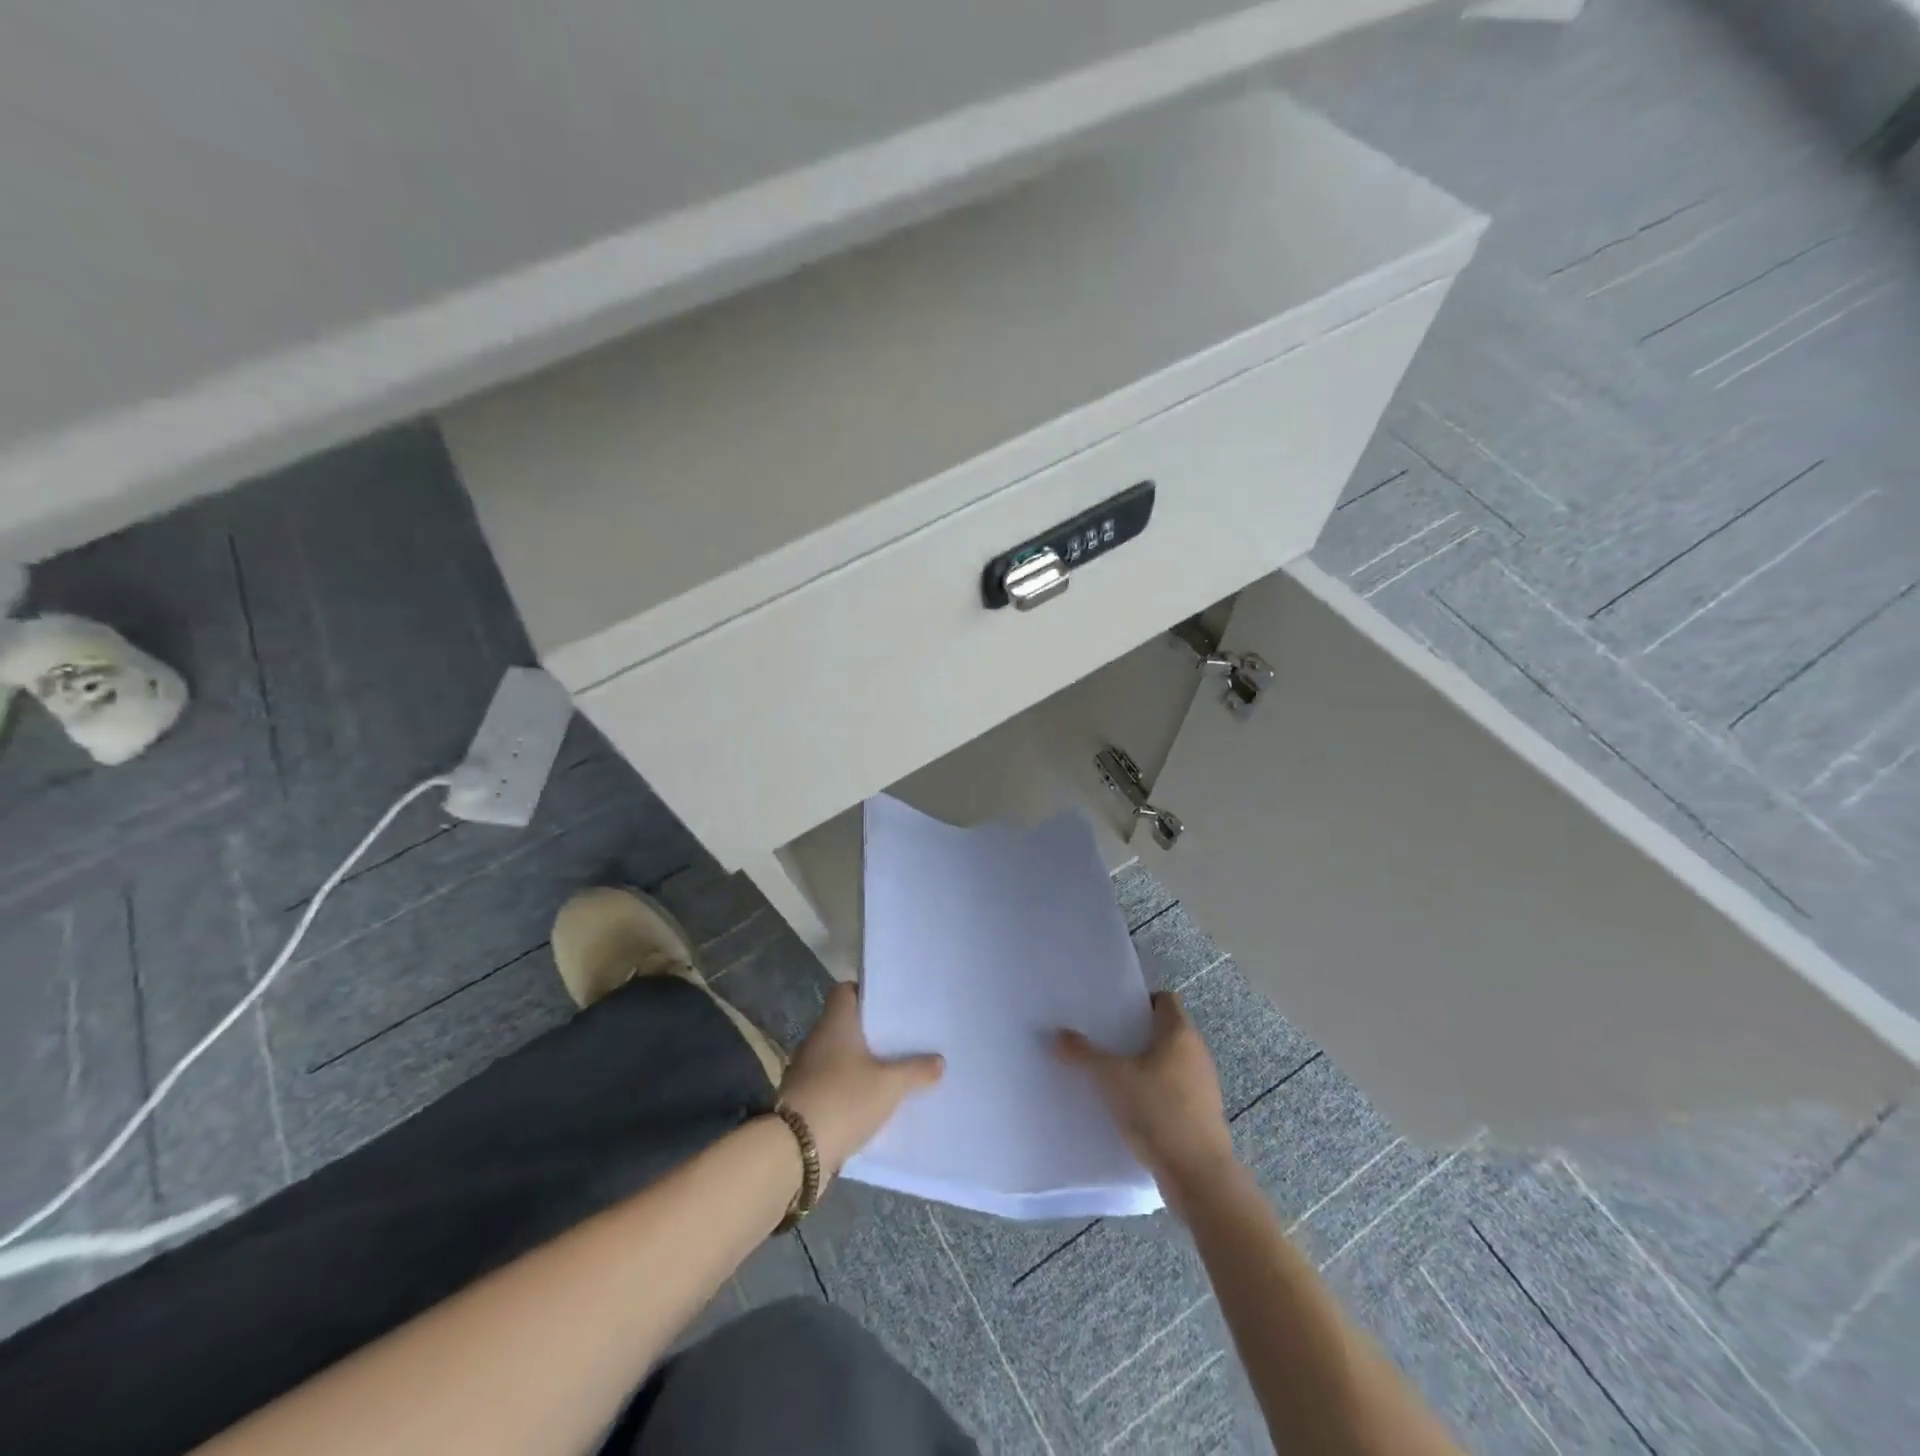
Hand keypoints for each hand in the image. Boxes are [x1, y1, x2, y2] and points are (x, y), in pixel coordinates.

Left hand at [779, 983, 943, 1178]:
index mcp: (835, 1023)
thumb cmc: (844, 1100)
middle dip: (871, 1033)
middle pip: (845, 1025)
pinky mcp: (803, 1100)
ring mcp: (806, 1071)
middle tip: (901, 1039)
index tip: (890, 1005)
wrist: (795, 1151)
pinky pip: (831, 1084)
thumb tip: (939, 1061)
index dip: (866, 993)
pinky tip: (870, 1103)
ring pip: (838, 1057)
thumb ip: (916, 1071)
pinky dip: (848, 1089)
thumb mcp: (889, 1085)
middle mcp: (817, 1040)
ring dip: (859, 1064)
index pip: (845, 991)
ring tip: (891, 1071)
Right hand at [1056, 992, 1238, 1215]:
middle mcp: (1197, 1053)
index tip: (1115, 1012)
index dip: (1141, 1001)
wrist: (1198, 1175)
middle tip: (1106, 1040)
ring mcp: (1204, 1085)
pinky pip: (1176, 1090)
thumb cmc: (1157, 1111)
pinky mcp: (1203, 1114)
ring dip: (1147, 1065)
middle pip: (1166, 1031)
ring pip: (1171, 1062)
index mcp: (1179, 1033)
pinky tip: (1132, 1107)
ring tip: (1114, 1074)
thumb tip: (1058, 1034)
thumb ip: (1084, 1055)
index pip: (1165, 1000)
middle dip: (1137, 1034)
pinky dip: (1156, 1092)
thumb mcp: (1112, 1079)